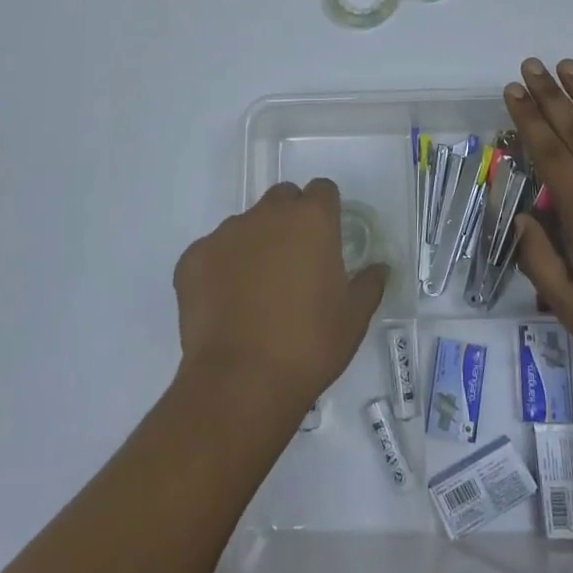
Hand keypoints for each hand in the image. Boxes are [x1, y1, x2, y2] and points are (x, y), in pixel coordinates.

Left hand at [173, 178, 387, 418]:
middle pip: (282, 199)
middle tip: (294, 263)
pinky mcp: (193, 257)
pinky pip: (213, 252)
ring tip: (256, 291)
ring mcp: (225, 233)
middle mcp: (267, 214)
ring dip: (255, 244)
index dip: (326, 211)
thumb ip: (369, 284)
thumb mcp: (354, 318)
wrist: (241, 382)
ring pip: (246, 225)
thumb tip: (379, 268)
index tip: (326, 240)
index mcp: (311, 220)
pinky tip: (226, 305)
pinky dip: (221, 269)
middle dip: (289, 219)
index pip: (322, 190)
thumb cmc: (309, 345)